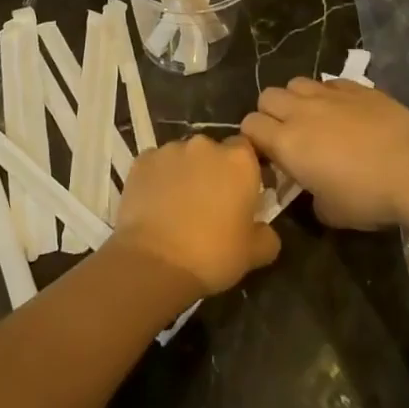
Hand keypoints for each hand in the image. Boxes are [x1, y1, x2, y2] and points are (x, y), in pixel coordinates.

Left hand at [110, 135, 279, 294]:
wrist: (154, 262)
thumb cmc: (212, 255)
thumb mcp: (254, 254)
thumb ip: (267, 235)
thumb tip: (265, 230)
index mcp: (239, 160)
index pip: (247, 151)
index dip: (244, 171)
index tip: (241, 194)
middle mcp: (205, 145)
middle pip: (214, 152)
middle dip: (213, 171)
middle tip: (209, 203)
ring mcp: (170, 149)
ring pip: (183, 157)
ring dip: (185, 173)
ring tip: (177, 206)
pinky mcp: (142, 160)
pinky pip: (156, 165)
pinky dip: (158, 178)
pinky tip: (155, 204)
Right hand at [241, 78, 408, 229]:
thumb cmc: (368, 197)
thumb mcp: (330, 212)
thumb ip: (310, 197)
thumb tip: (311, 191)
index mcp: (286, 143)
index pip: (249, 126)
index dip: (254, 139)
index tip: (268, 156)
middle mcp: (301, 111)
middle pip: (267, 96)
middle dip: (270, 113)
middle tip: (288, 136)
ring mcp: (329, 94)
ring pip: (296, 83)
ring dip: (297, 99)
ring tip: (314, 119)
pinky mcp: (357, 87)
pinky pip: (329, 83)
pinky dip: (328, 95)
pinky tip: (344, 111)